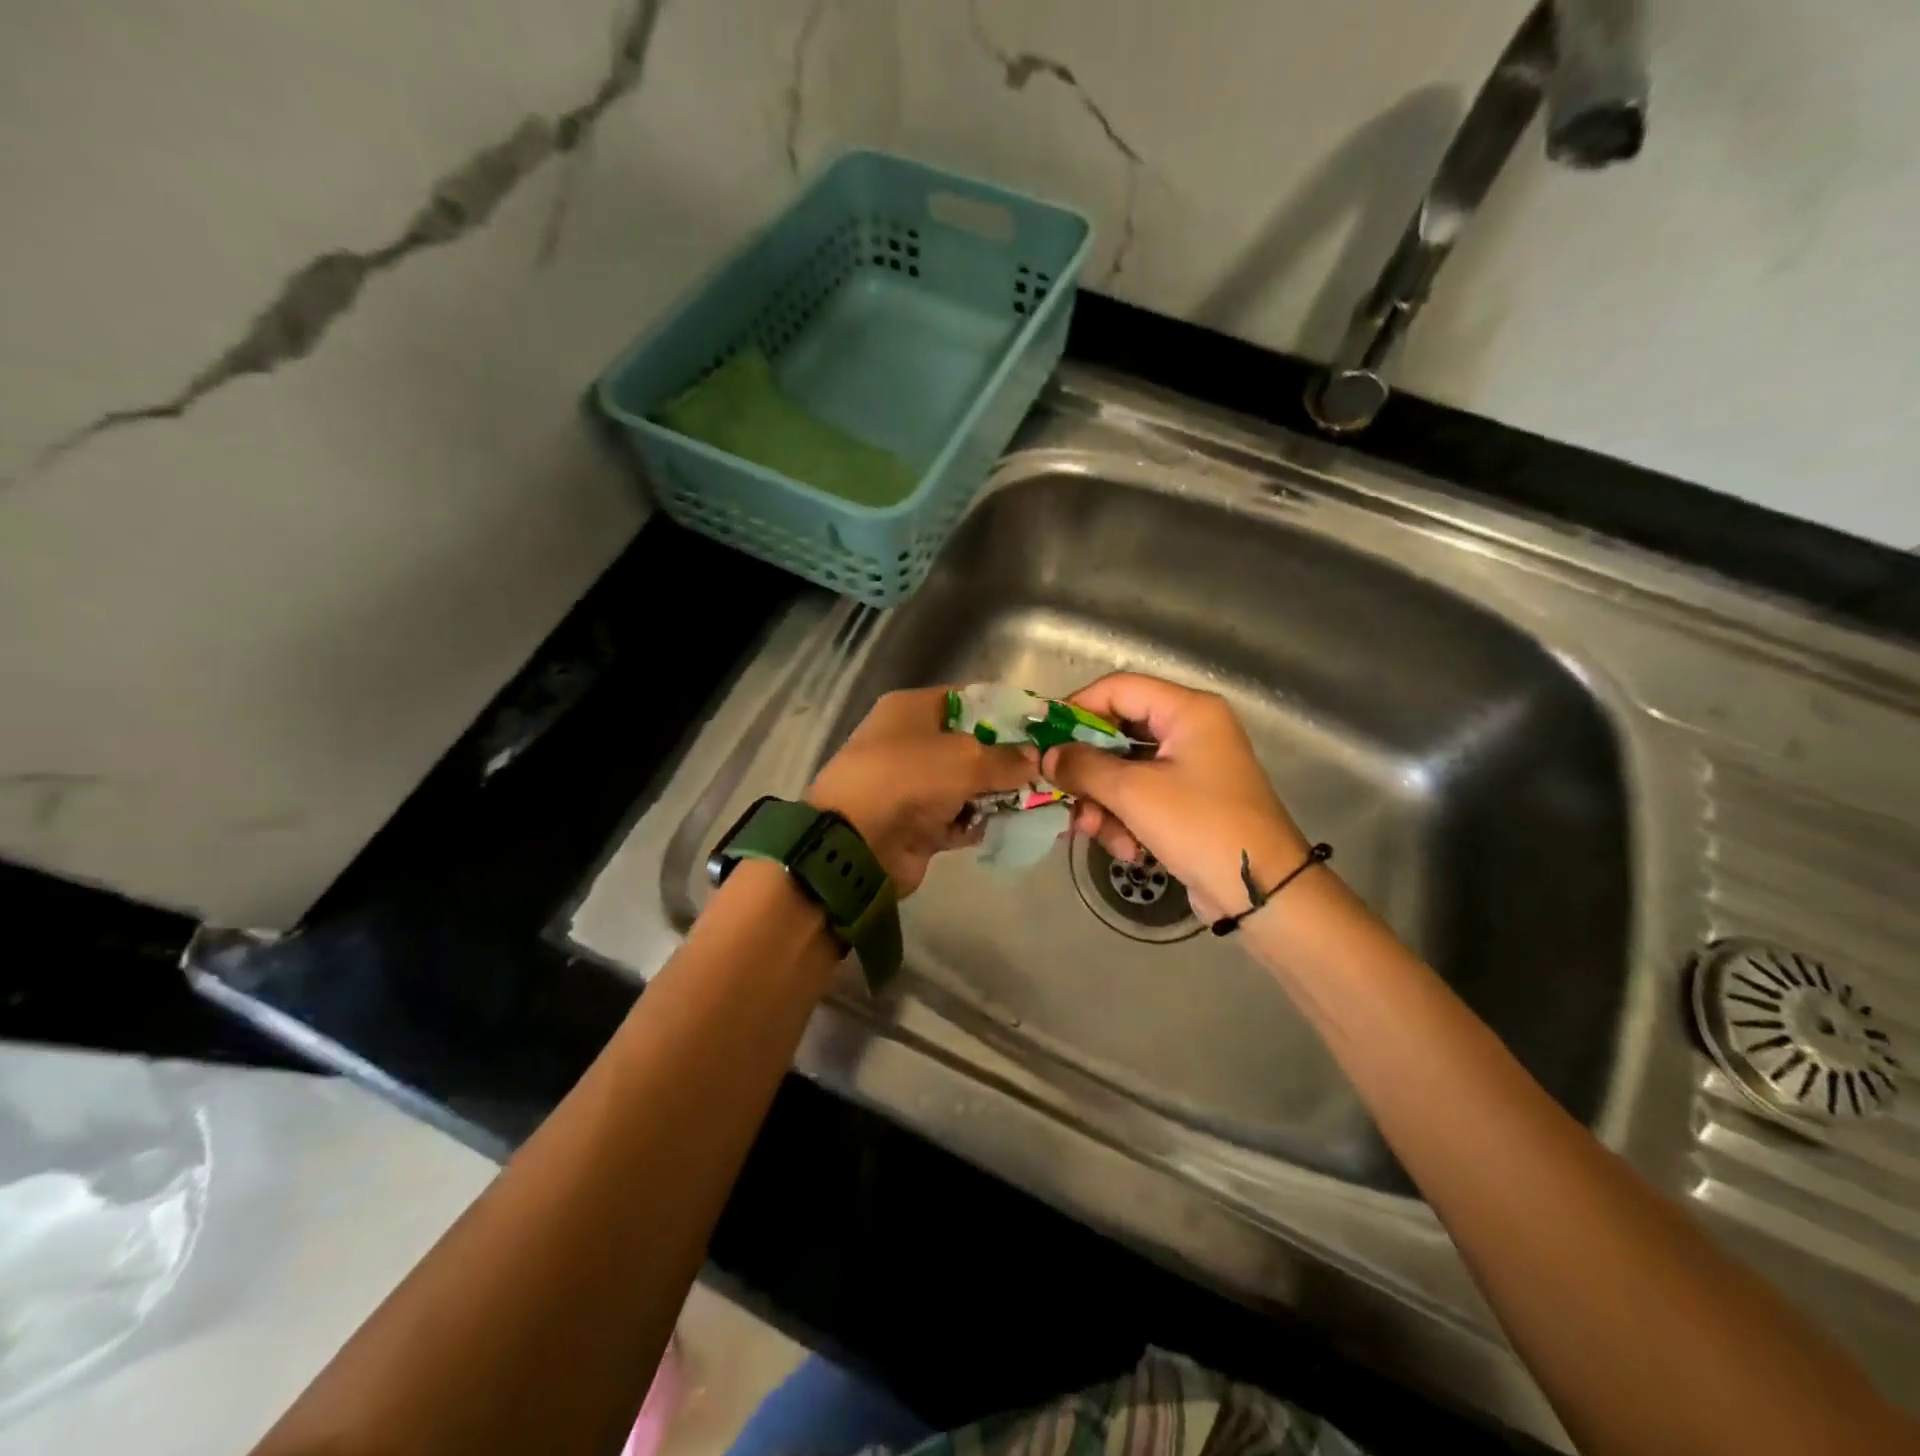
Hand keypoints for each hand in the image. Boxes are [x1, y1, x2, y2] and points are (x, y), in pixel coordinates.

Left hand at [807, 687, 1036, 893]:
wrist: (858, 844)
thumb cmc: (909, 780)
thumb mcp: (965, 759)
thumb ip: (1006, 758)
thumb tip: (1035, 758)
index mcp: (912, 710)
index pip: (969, 700)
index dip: (1006, 712)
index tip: (1042, 727)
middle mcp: (910, 743)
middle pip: (971, 745)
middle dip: (1008, 758)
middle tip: (1048, 769)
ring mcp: (912, 786)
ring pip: (967, 785)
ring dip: (998, 794)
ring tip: (1040, 800)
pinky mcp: (917, 824)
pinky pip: (958, 818)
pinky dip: (981, 822)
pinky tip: (1014, 826)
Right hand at [1042, 673, 1309, 919]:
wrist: (1263, 892)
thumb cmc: (1199, 826)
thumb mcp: (1133, 793)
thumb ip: (1083, 767)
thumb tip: (1047, 756)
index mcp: (1187, 711)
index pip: (1118, 688)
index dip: (1076, 708)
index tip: (1044, 737)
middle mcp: (1190, 730)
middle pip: (1117, 733)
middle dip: (1088, 770)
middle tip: (1062, 793)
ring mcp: (1190, 768)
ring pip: (1123, 771)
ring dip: (1103, 803)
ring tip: (1094, 831)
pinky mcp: (1188, 802)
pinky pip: (1140, 797)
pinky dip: (1126, 820)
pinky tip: (1128, 850)